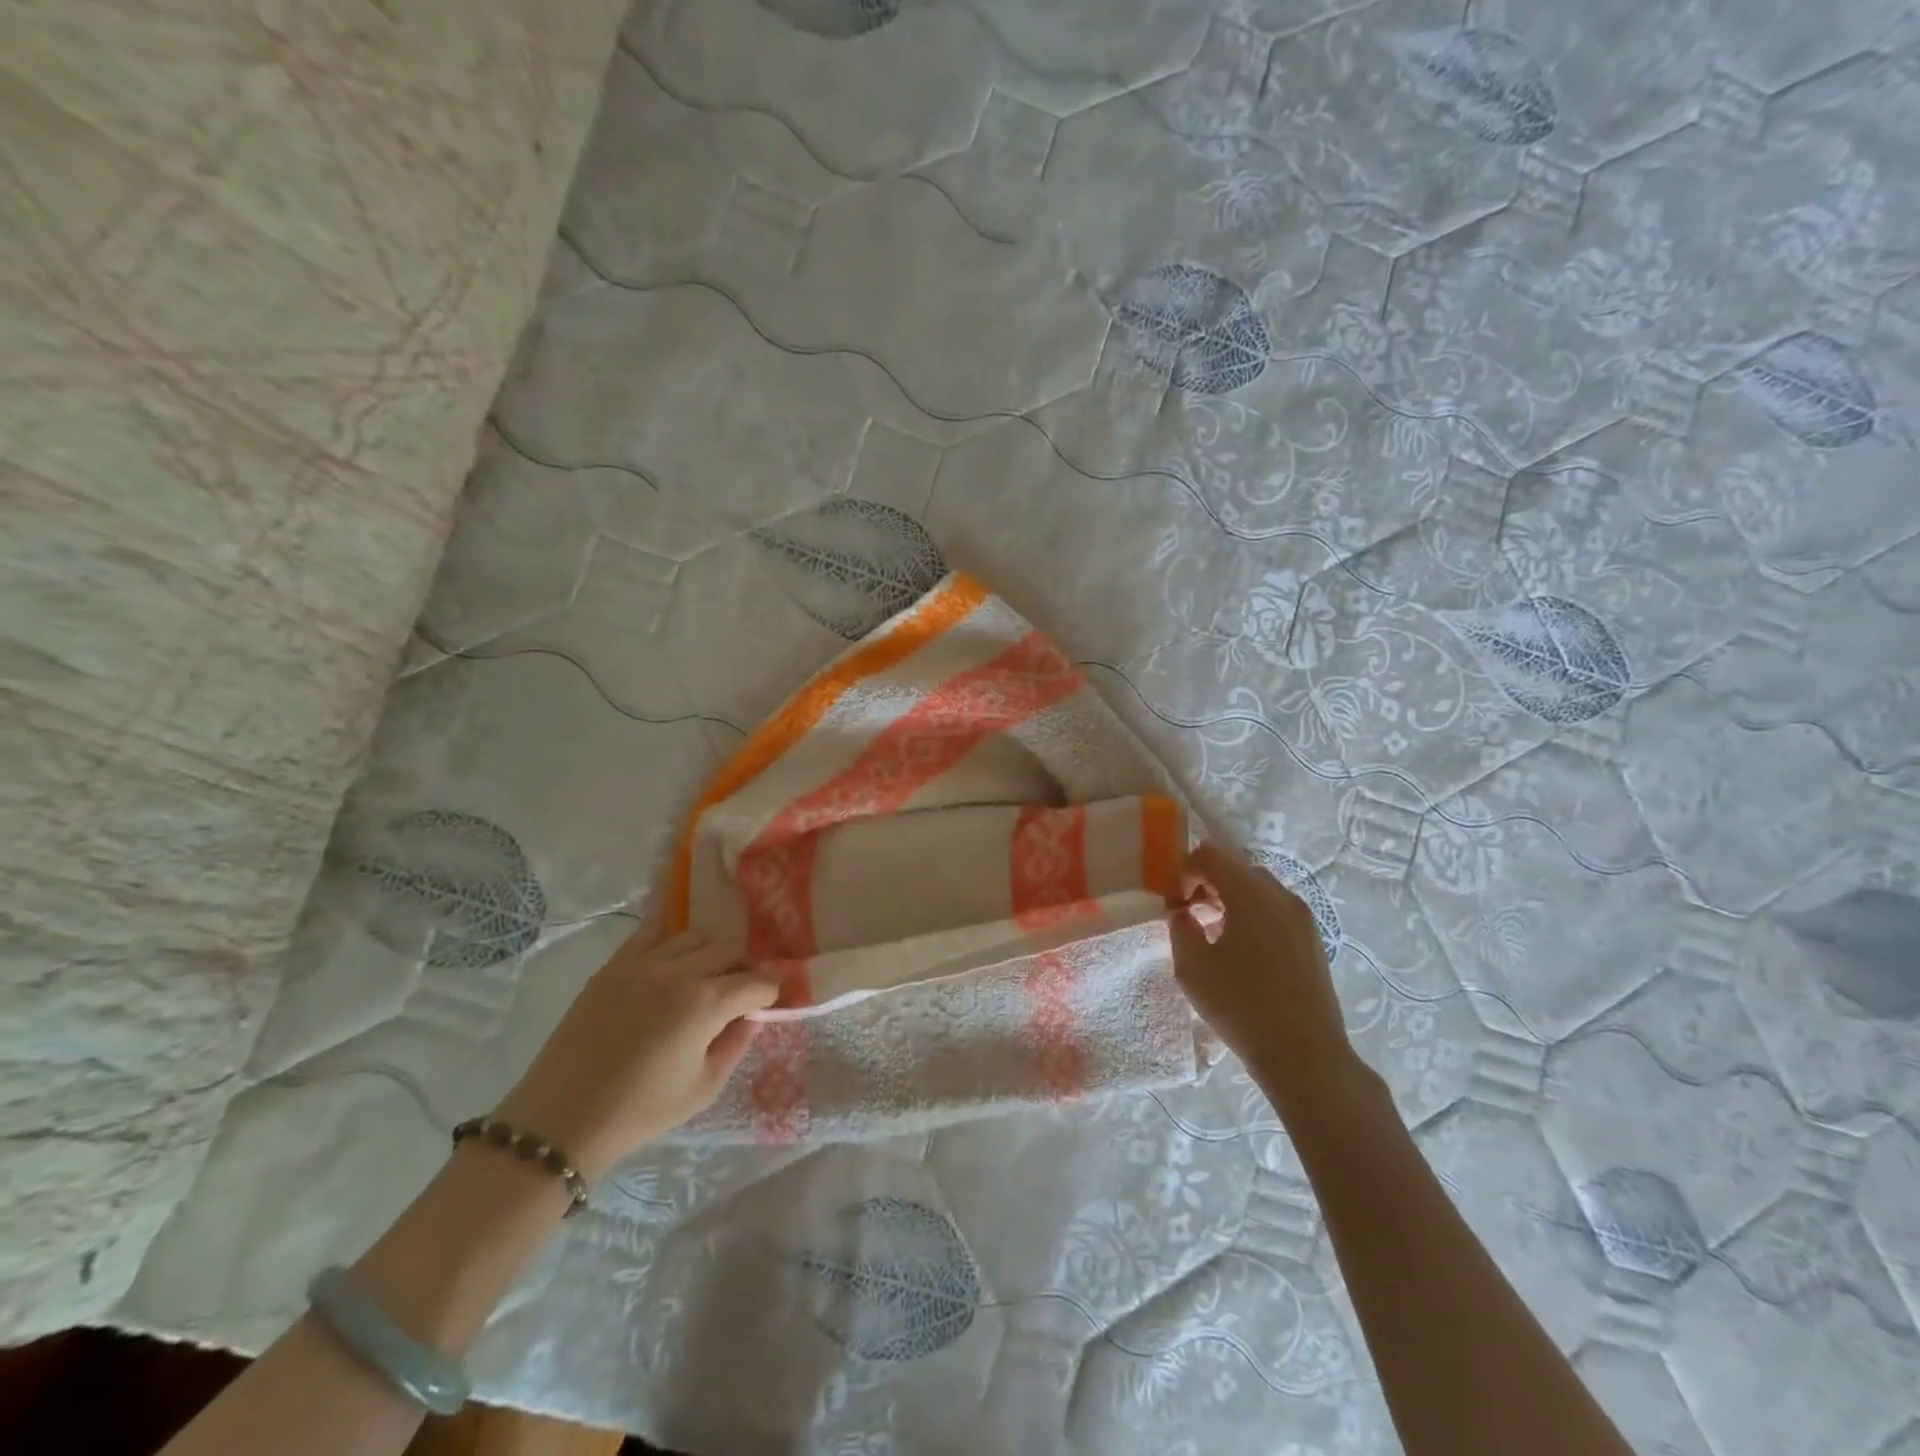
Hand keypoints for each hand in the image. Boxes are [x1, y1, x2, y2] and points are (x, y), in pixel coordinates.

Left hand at [493, 930, 780, 1177]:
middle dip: (743, 969)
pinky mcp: (614, 965)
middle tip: (739, 994)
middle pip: (729, 950)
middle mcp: (679, 972)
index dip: (770, 993)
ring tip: (705, 976)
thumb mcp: (704, 1088)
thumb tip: (753, 1016)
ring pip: (695, 936)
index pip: (756, 982)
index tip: (769, 1004)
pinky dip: (671, 937)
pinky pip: (651, 932)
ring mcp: (643, 963)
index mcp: (706, 1004)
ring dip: (711, 953)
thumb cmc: (641, 1111)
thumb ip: (737, 1044)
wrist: (563, 1120)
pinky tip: (675, 954)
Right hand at [1171, 841, 1352, 1089]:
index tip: (1175, 904)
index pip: (1210, 855)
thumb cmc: (1242, 1007)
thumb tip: (1184, 914)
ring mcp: (1302, 917)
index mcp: (1250, 894)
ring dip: (1231, 900)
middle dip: (1208, 884)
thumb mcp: (1192, 968)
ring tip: (1215, 937)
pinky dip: (1253, 916)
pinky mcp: (1313, 940)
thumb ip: (1180, 928)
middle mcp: (1281, 895)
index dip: (1184, 872)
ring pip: (1258, 889)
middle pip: (1236, 868)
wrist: (1306, 1056)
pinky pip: (1276, 910)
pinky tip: (1244, 954)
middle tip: (1191, 917)